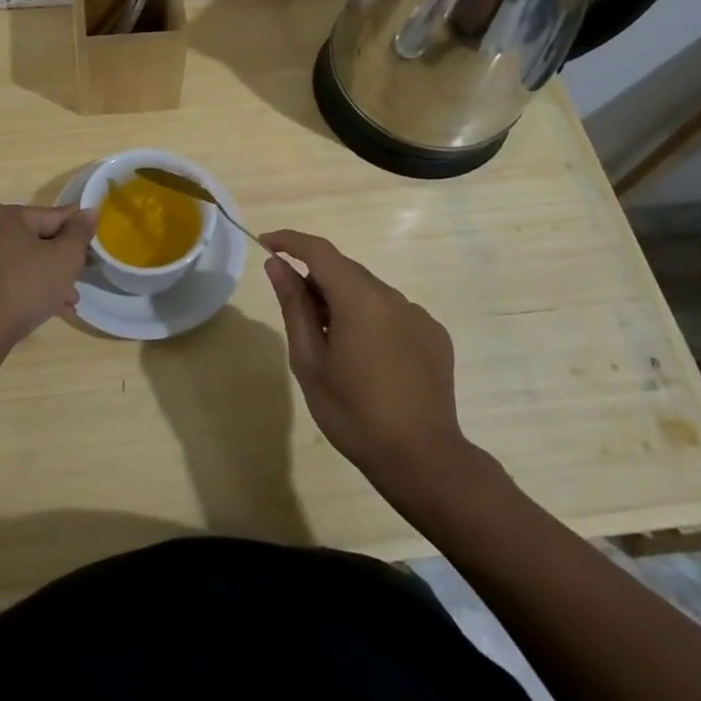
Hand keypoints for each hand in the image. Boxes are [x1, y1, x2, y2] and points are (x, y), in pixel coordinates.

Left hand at [0, 203, 95, 353]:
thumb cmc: (25, 287)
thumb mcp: (64, 258)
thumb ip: (80, 233)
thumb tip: (89, 211)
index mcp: (8, 215)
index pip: (55, 216)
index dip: (78, 232)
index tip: (95, 249)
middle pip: (41, 240)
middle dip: (64, 262)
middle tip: (81, 280)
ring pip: (29, 262)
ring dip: (52, 279)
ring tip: (71, 301)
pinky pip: (14, 278)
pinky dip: (33, 289)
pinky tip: (53, 309)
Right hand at [260, 229, 467, 483]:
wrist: (423, 459)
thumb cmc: (354, 413)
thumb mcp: (310, 361)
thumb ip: (294, 306)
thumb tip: (277, 266)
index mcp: (359, 299)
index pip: (319, 251)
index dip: (289, 241)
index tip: (266, 245)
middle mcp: (393, 296)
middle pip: (346, 270)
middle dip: (316, 279)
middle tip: (295, 311)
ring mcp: (418, 315)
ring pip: (370, 292)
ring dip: (345, 302)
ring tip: (332, 344)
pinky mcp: (434, 335)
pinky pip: (394, 313)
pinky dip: (372, 320)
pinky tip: (368, 358)